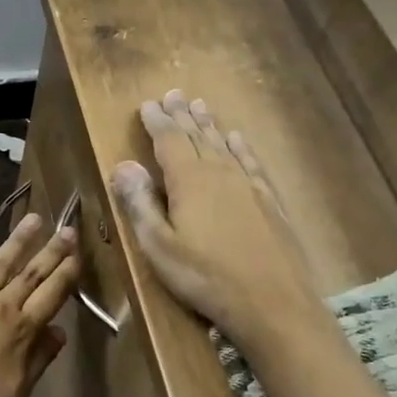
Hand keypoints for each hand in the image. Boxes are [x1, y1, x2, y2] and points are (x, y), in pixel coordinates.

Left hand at [0, 212, 80, 396]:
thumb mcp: (19, 391)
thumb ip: (40, 358)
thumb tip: (60, 331)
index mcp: (23, 330)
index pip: (52, 294)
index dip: (67, 273)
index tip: (78, 254)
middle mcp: (2, 307)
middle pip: (32, 274)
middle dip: (52, 250)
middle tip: (67, 228)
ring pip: (0, 263)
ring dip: (19, 239)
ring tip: (33, 218)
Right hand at [111, 91, 319, 343]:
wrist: (273, 302)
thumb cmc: (205, 277)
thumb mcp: (159, 245)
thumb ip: (140, 203)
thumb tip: (123, 165)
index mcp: (189, 181)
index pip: (169, 141)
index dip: (157, 121)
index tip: (148, 104)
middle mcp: (220, 173)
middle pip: (197, 136)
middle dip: (182, 115)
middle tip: (174, 94)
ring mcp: (248, 186)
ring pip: (224, 145)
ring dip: (210, 125)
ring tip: (201, 106)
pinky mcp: (268, 202)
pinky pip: (251, 163)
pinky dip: (241, 148)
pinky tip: (238, 140)